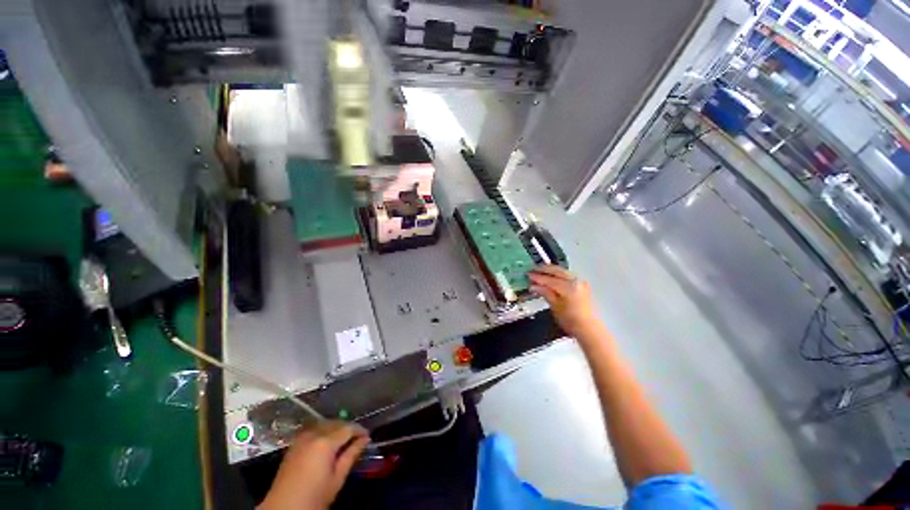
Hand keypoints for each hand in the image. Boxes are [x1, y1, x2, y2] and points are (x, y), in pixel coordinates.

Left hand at [259, 421, 369, 509]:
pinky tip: (327, 442)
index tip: (368, 436)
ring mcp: (301, 438)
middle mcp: (313, 434)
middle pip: (336, 423)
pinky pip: (313, 430)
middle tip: (358, 438)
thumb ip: (351, 455)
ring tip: (344, 440)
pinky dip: (323, 431)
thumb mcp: (337, 478)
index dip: (360, 430)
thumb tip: (365, 439)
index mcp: (325, 442)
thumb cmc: (315, 497)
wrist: (283, 509)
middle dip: (348, 428)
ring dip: (336, 428)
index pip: (348, 428)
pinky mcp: (294, 444)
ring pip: (324, 424)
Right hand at [528, 265, 598, 338]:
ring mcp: (580, 282)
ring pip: (563, 272)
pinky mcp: (582, 285)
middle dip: (544, 269)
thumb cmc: (571, 321)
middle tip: (533, 269)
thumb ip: (545, 293)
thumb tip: (534, 286)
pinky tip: (552, 276)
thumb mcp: (555, 307)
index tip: (528, 275)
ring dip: (551, 270)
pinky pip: (568, 275)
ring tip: (540, 271)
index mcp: (568, 287)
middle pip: (557, 271)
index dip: (537, 277)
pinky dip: (558, 274)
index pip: (549, 279)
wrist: (589, 329)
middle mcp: (576, 281)